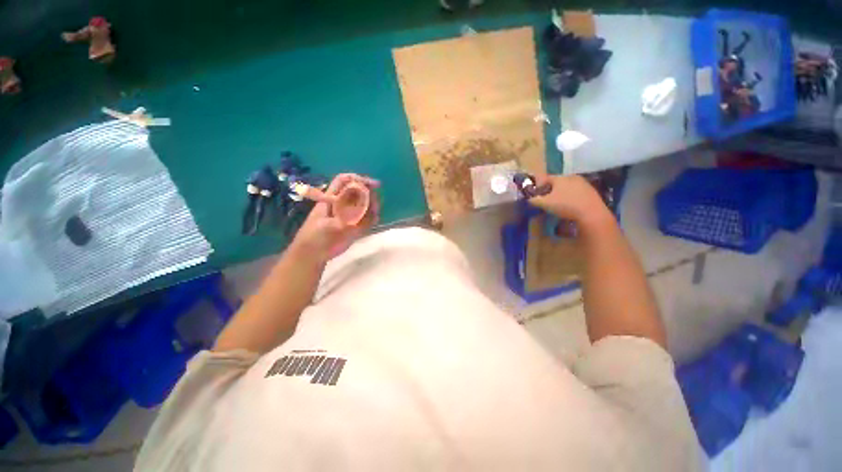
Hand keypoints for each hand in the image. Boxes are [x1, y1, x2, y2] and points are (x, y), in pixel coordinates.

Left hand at [290, 173, 379, 261]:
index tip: (373, 184)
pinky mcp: (354, 226)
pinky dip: (372, 218)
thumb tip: (361, 210)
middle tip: (375, 203)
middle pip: (358, 191)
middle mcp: (342, 204)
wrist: (312, 254)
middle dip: (369, 194)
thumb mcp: (327, 226)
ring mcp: (349, 215)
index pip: (344, 181)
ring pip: (365, 205)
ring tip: (374, 214)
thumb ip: (344, 218)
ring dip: (372, 207)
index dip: (358, 179)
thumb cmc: (314, 237)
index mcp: (331, 198)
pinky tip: (373, 220)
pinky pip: (367, 219)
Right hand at [527, 174, 609, 223]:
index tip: (536, 194)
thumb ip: (534, 200)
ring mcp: (583, 183)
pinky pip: (577, 192)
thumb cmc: (565, 205)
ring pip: (568, 187)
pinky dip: (571, 197)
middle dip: (551, 190)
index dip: (539, 186)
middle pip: (557, 182)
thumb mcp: (545, 204)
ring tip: (558, 204)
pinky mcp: (591, 191)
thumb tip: (529, 199)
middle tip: (546, 200)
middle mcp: (572, 177)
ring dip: (562, 193)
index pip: (546, 178)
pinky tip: (570, 206)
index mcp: (560, 178)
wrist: (591, 213)